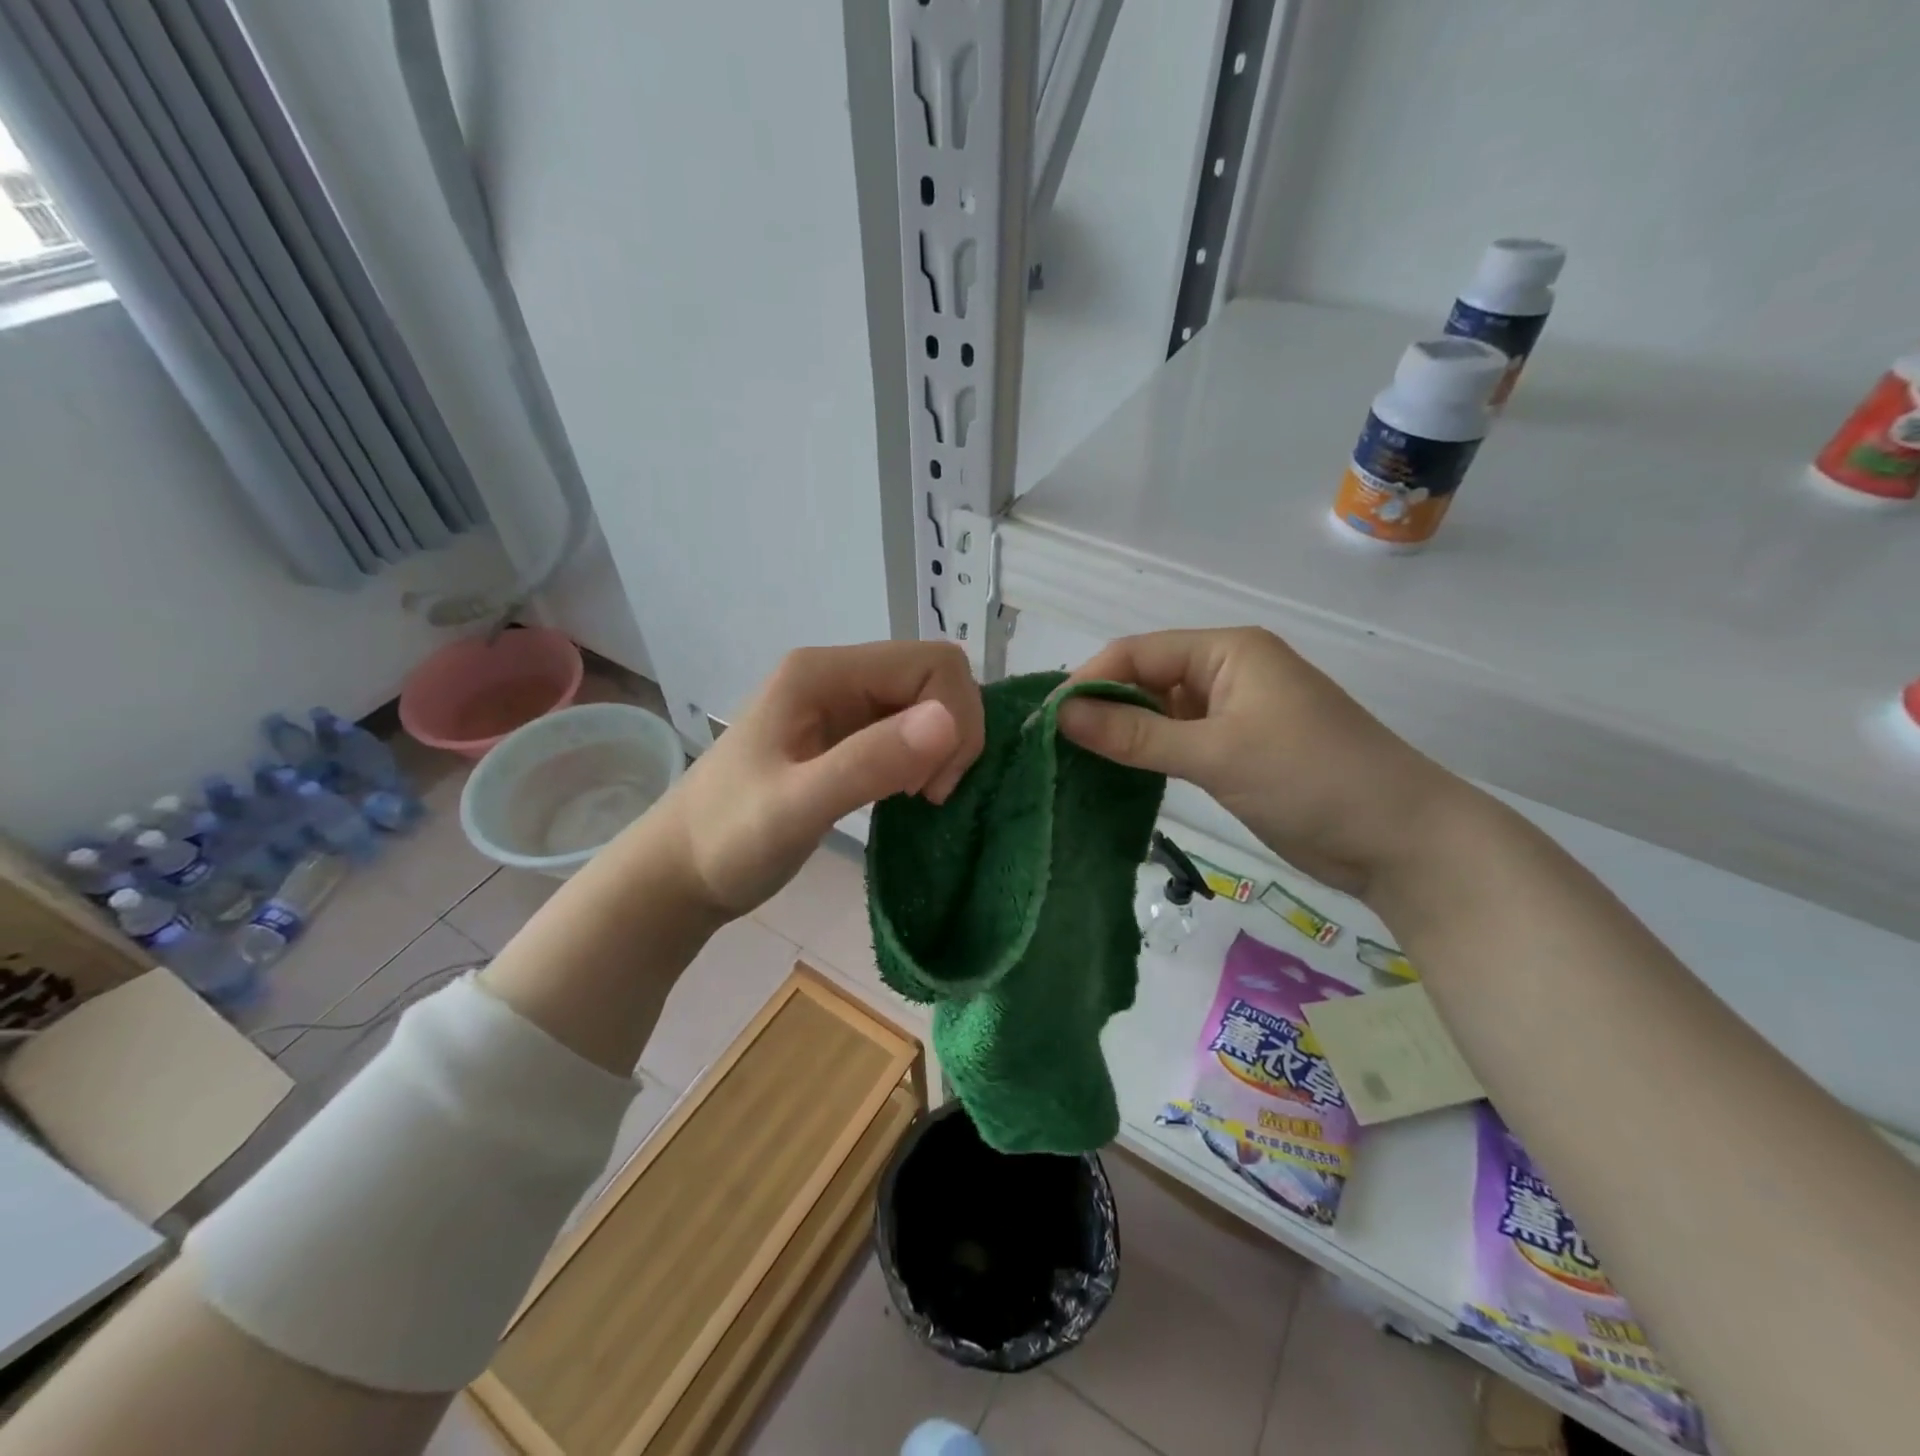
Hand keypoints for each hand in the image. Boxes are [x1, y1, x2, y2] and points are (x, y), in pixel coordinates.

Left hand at [650, 641, 984, 915]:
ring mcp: (842, 704)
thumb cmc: (728, 839)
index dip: (952, 719)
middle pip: (936, 678)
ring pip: (928, 704)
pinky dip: (925, 759)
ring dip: (942, 749)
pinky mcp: (847, 735)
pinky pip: (910, 730)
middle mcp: (838, 676)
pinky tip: (907, 794)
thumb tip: (949, 719)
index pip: (932, 663)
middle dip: (952, 734)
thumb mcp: (796, 806)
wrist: (681, 872)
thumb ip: (868, 761)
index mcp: (824, 672)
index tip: (929, 785)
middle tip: (927, 793)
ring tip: (917, 796)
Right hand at [1056, 627, 1464, 897]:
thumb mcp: (1216, 753)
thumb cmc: (1311, 778)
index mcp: (1227, 651)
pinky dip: (1147, 756)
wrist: (1400, 840)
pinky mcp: (1237, 751)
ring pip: (1158, 714)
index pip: (1138, 653)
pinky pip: (1177, 743)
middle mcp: (1227, 672)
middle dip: (1100, 707)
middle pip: (1145, 679)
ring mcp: (1233, 714)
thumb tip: (1060, 714)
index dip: (1089, 680)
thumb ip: (1135, 734)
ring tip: (1071, 763)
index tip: (1045, 721)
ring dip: (1121, 735)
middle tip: (1051, 747)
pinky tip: (1114, 776)